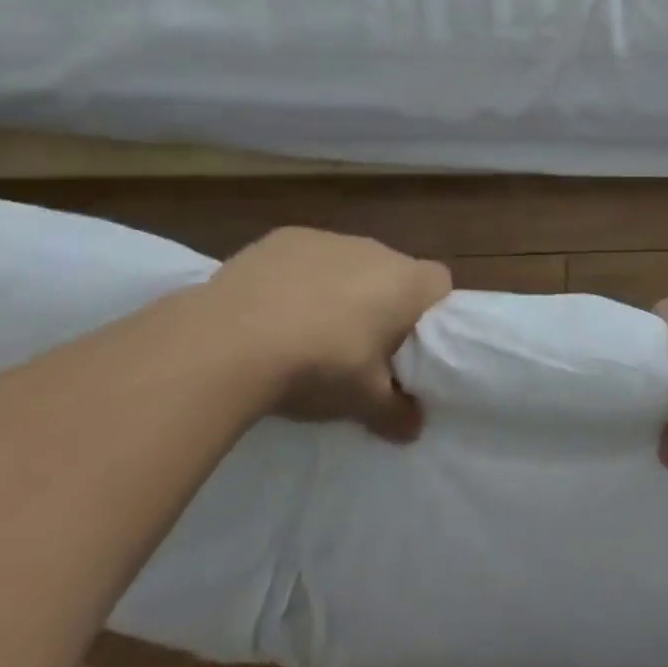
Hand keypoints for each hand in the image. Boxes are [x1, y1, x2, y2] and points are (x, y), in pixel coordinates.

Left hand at [191, 227, 452, 441]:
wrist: (228, 342)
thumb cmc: (317, 367)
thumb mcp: (362, 402)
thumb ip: (396, 413)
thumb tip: (413, 428)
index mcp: (405, 282)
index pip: (440, 284)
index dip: (429, 314)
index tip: (408, 346)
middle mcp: (374, 249)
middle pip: (392, 273)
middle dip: (381, 303)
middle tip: (358, 347)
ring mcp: (326, 239)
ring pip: (348, 263)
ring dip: (339, 290)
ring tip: (308, 331)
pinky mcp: (282, 238)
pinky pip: (305, 259)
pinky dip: (298, 279)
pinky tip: (272, 312)